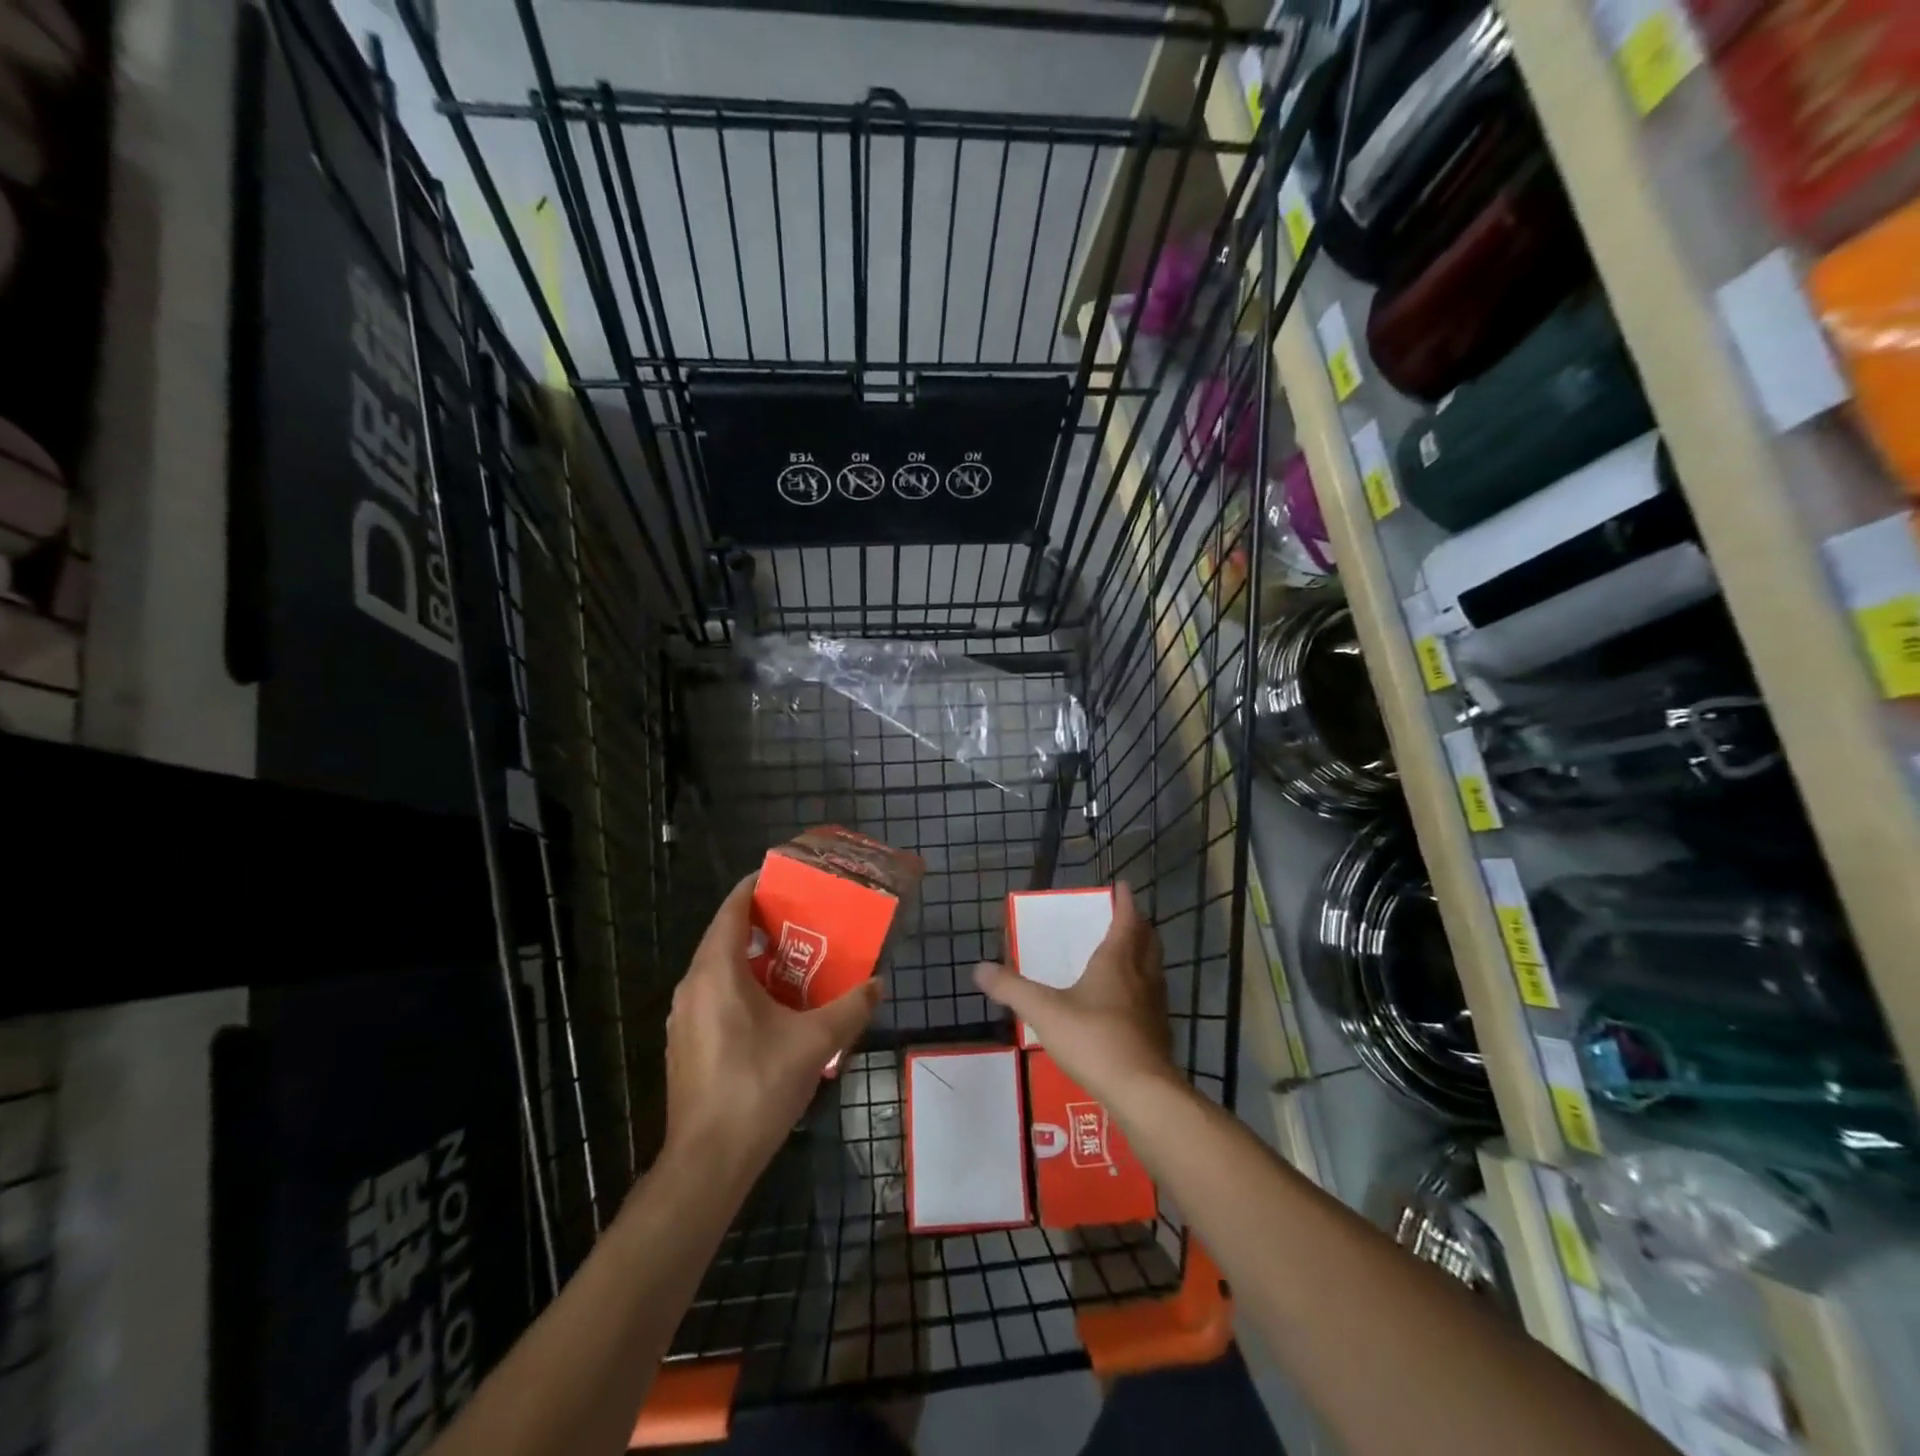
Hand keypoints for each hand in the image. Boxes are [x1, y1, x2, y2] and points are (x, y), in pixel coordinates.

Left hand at [661, 875, 882, 1184]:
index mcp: (716, 973)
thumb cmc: (758, 1087)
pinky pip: (714, 998)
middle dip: (762, 925)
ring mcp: (684, 1019)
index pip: (730, 911)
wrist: (708, 1162)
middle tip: (803, 920)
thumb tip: (877, 983)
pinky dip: (742, 988)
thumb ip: (851, 1007)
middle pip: (724, 938)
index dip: (754, 888)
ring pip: (719, 971)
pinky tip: (774, 1009)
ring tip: (795, 961)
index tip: (784, 879)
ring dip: (753, 960)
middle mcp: (692, 987)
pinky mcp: (686, 1045)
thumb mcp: (815, 1042)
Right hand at [972, 882, 1174, 1105]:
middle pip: (1148, 941)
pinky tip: (1128, 1004)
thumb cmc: (1093, 1039)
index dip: (1125, 901)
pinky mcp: (1159, 1033)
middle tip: (1127, 918)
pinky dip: (1143, 988)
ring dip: (1144, 955)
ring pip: (1154, 969)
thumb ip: (1011, 989)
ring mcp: (1155, 1006)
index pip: (1126, 920)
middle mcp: (1141, 976)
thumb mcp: (1044, 1011)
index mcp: (1116, 961)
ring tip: (1128, 955)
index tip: (1123, 886)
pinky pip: (1153, 998)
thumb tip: (979, 968)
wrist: (1141, 1091)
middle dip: (1139, 925)